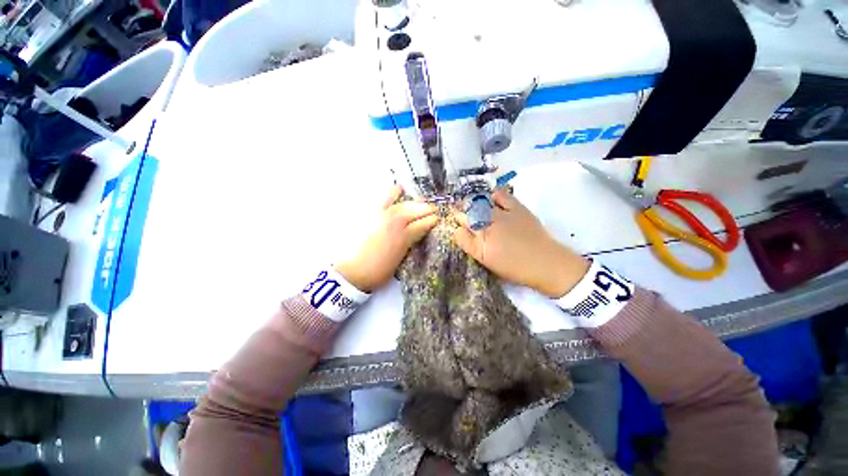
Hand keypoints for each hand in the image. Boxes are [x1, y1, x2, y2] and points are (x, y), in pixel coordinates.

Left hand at [335, 186, 437, 291]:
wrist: (355, 271)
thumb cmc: (379, 271)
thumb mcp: (400, 260)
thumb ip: (409, 244)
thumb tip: (417, 233)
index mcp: (404, 237)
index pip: (422, 225)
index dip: (431, 221)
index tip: (438, 219)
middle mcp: (395, 224)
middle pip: (414, 212)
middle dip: (426, 209)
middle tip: (434, 209)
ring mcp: (383, 217)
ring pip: (403, 206)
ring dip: (415, 203)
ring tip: (423, 201)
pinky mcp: (372, 215)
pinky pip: (384, 201)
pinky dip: (392, 193)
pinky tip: (399, 187)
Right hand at [453, 189, 589, 297]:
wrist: (545, 263)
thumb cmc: (514, 267)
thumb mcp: (486, 261)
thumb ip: (469, 245)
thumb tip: (458, 230)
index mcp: (480, 243)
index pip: (459, 228)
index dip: (456, 224)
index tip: (457, 225)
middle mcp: (488, 226)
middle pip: (467, 213)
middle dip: (462, 213)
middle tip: (464, 217)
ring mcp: (502, 214)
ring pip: (479, 202)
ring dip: (473, 203)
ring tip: (475, 207)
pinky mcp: (516, 207)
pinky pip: (500, 194)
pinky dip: (492, 195)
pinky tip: (491, 199)